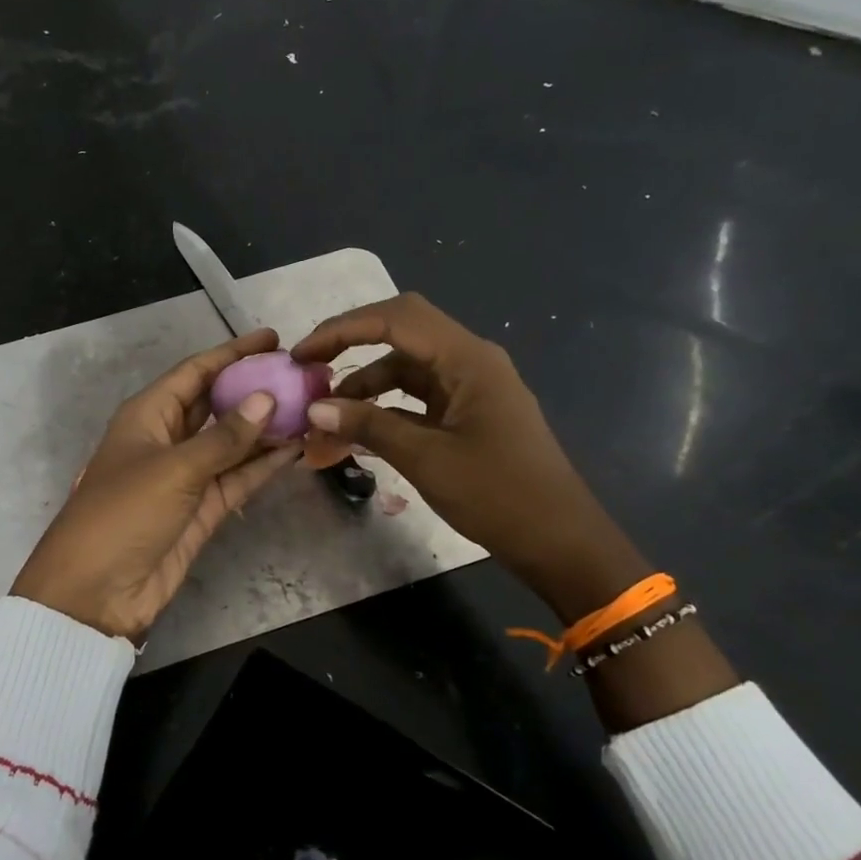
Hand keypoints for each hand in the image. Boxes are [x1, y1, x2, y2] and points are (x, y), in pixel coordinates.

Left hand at [12, 328, 301, 642]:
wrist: (97, 592)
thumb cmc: (123, 514)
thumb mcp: (172, 469)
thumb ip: (223, 437)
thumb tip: (267, 400)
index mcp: (147, 415)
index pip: (195, 372)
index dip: (232, 354)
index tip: (273, 339)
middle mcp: (168, 438)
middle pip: (216, 403)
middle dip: (254, 389)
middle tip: (301, 376)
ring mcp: (186, 475)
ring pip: (232, 442)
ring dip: (266, 428)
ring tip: (310, 408)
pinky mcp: (201, 509)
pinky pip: (237, 477)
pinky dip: (263, 465)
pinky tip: (296, 449)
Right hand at [291, 295, 649, 620]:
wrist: (558, 540)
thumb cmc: (498, 495)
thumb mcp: (425, 459)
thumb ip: (369, 426)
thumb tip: (316, 407)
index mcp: (468, 359)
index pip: (396, 319)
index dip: (343, 329)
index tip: (302, 353)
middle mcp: (470, 361)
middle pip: (401, 332)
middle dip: (351, 344)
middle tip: (309, 367)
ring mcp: (470, 387)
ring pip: (406, 368)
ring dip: (364, 383)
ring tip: (325, 414)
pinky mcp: (467, 413)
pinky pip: (417, 397)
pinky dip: (384, 407)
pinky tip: (356, 430)